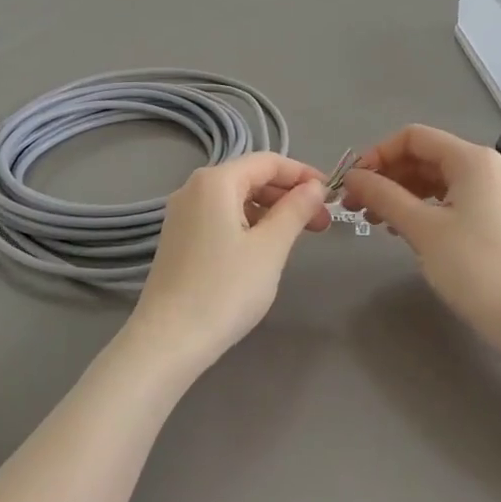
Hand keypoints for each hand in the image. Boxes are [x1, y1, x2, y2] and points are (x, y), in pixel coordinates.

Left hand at [125, 153, 329, 372]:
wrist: (169, 340)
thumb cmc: (225, 289)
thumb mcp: (270, 248)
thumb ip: (295, 210)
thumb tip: (314, 187)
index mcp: (215, 181)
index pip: (268, 162)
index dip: (303, 174)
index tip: (332, 195)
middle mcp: (194, 188)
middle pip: (250, 177)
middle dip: (289, 195)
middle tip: (322, 223)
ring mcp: (182, 214)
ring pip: (236, 199)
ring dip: (271, 211)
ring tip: (298, 237)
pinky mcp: (179, 238)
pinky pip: (221, 217)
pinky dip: (248, 224)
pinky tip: (265, 248)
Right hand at [340, 124, 500, 331]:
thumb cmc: (473, 266)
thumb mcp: (422, 228)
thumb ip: (383, 196)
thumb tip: (352, 178)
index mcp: (470, 159)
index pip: (413, 137)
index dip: (378, 154)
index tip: (354, 183)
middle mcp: (483, 168)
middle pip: (423, 157)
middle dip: (386, 176)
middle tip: (355, 205)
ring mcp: (490, 193)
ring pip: (434, 180)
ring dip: (399, 193)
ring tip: (372, 219)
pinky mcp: (491, 218)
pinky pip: (447, 200)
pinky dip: (420, 208)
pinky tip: (400, 229)